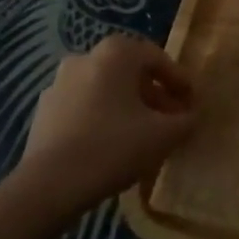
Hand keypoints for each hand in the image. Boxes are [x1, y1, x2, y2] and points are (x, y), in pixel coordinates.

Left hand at [14, 34, 195, 218]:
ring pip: (106, 89)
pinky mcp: (44, 109)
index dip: (180, 82)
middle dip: (154, 95)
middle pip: (131, 72)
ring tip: (144, 136)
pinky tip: (112, 146)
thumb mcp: (163, 135)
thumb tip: (193, 116)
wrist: (48, 186)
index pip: (159, 59)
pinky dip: (103, 118)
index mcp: (116, 52)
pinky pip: (84, 106)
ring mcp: (60, 82)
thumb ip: (186, 121)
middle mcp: (86, 56)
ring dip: (128, 107)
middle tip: (171, 121)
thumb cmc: (112, 147)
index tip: (193, 105)